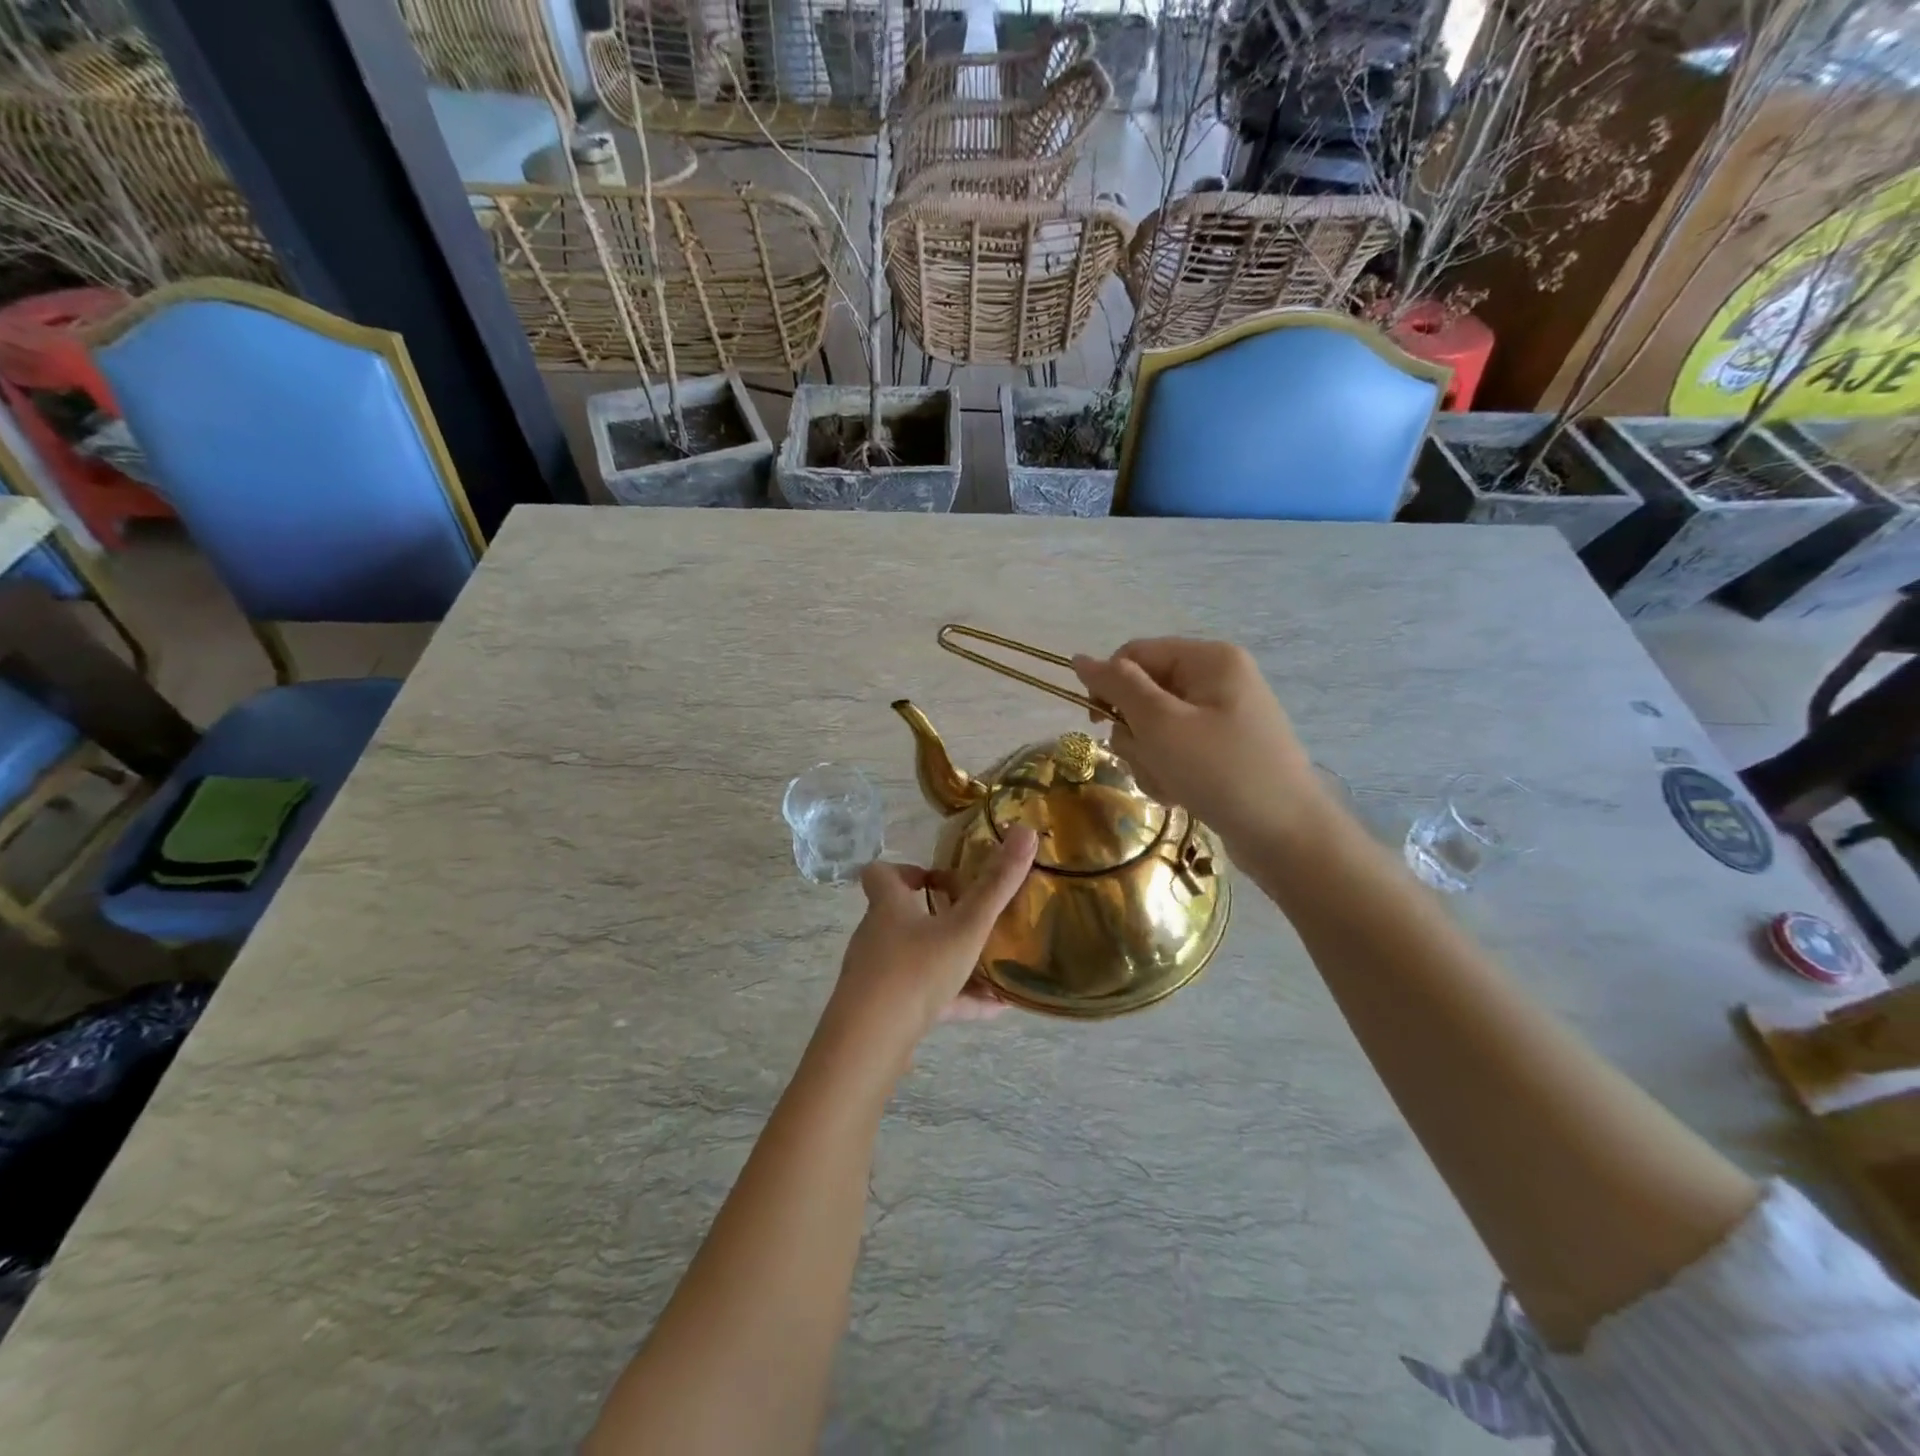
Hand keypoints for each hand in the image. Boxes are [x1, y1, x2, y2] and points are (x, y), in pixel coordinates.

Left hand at [815, 827, 1038, 1074]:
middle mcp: (876, 936)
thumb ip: (997, 885)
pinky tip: (993, 1010)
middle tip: (972, 919)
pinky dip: (955, 999)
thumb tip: (1026, 831)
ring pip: (915, 959)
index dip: (906, 870)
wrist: (871, 1041)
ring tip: (991, 968)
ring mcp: (877, 975)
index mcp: (889, 907)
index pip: (881, 874)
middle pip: (899, 916)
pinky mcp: (885, 1010)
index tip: (938, 879)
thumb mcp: (966, 927)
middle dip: (935, 915)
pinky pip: (924, 998)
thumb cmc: (916, 970)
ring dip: (949, 959)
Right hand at [1072, 638, 1320, 849]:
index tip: (1097, 725)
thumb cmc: (1220, 772)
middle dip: (1136, 734)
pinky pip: (1176, 750)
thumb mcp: (1161, 724)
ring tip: (1170, 785)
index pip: (1133, 655)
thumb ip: (1117, 686)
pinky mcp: (1223, 750)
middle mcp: (1217, 680)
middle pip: (1143, 694)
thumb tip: (1079, 658)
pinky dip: (1168, 772)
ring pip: (1154, 728)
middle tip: (1152, 761)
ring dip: (1149, 759)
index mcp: (1208, 659)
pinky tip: (1181, 795)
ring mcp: (1223, 717)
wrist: (1287, 836)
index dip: (1108, 687)